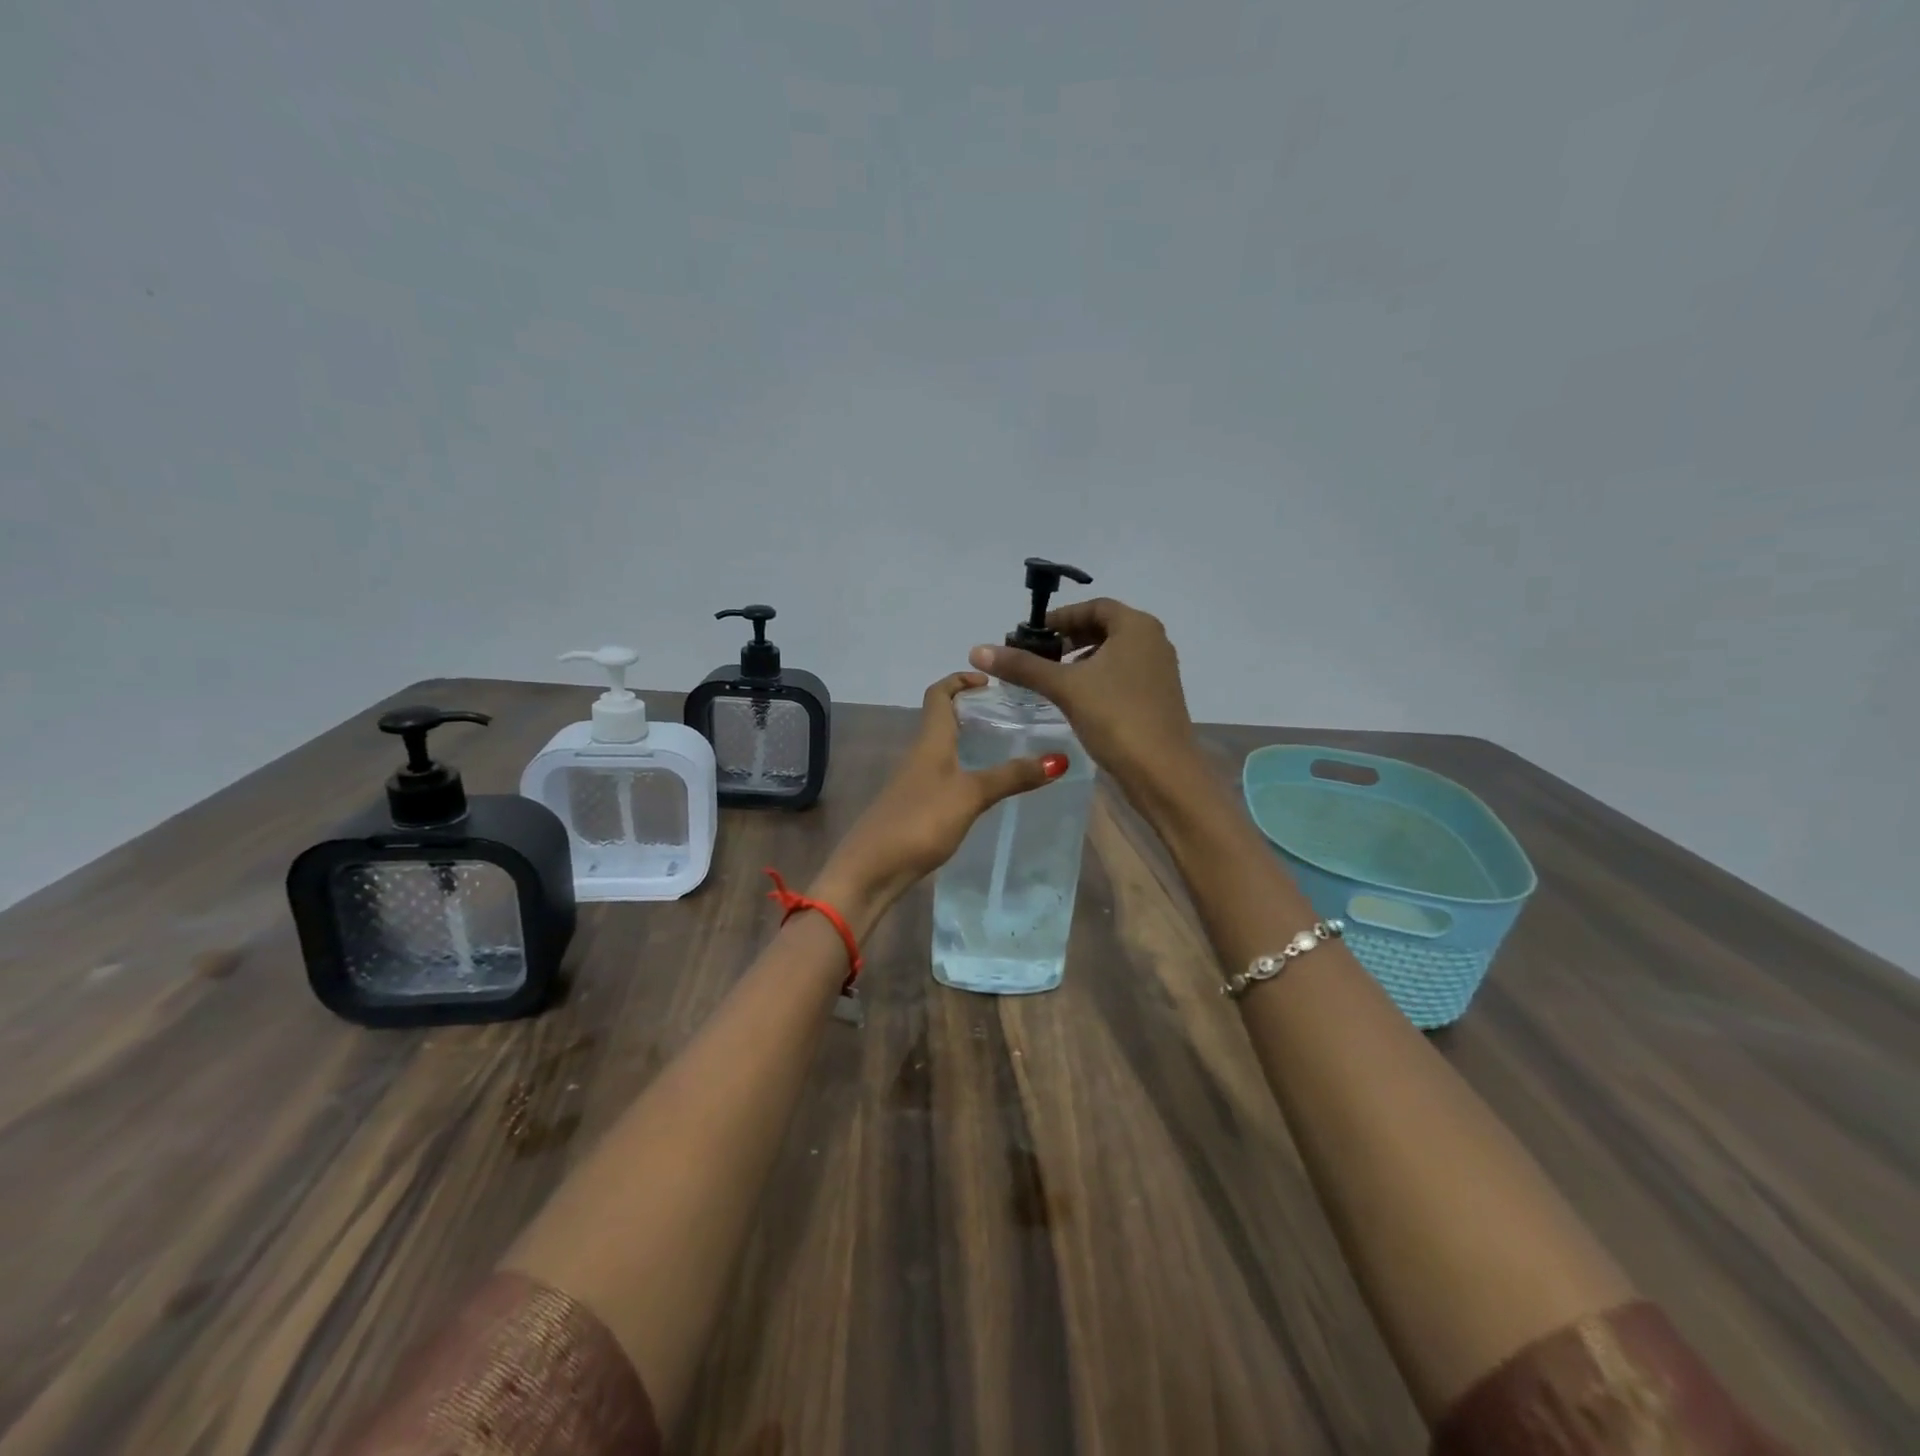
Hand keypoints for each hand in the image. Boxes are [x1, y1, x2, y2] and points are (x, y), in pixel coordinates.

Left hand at [810, 672, 1065, 931]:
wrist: (871, 869)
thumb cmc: (920, 820)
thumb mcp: (970, 795)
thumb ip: (1011, 777)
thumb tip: (1058, 758)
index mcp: (930, 741)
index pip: (939, 694)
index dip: (960, 679)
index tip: (991, 681)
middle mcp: (920, 754)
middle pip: (942, 720)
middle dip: (972, 710)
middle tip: (1010, 715)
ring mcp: (915, 782)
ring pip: (944, 749)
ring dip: (969, 741)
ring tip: (1007, 747)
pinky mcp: (916, 807)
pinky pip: (944, 775)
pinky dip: (964, 770)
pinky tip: (985, 788)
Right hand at [968, 597, 1196, 798]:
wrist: (1162, 772)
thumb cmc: (1115, 717)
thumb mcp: (1065, 687)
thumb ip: (1023, 666)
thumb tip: (978, 650)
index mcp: (1137, 627)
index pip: (1094, 607)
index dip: (1061, 617)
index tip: (1033, 635)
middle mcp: (1153, 641)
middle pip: (1105, 628)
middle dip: (1070, 638)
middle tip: (1039, 656)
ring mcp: (1159, 671)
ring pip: (1114, 653)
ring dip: (1082, 659)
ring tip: (1053, 678)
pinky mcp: (1158, 697)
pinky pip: (1122, 675)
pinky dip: (1098, 678)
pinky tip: (1078, 700)